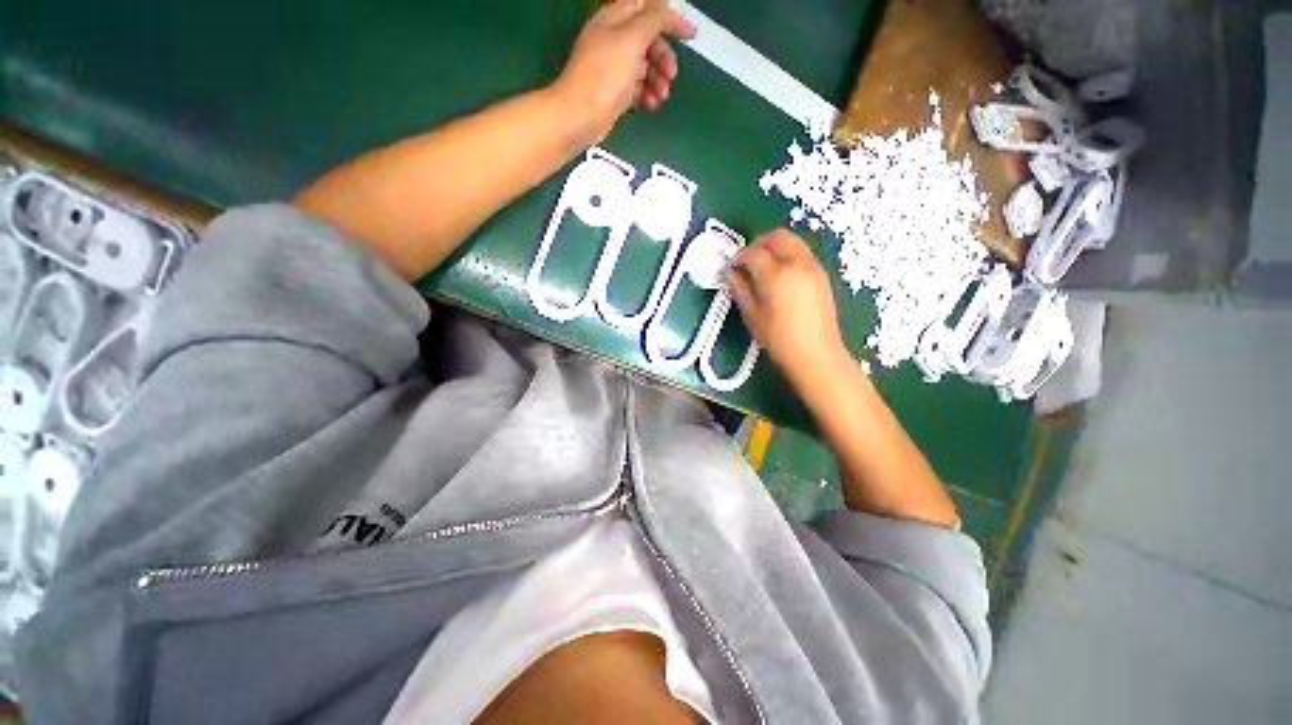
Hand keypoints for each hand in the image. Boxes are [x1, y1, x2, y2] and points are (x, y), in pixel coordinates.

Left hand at [552, 0, 695, 141]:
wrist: (581, 116)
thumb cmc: (605, 75)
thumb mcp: (632, 39)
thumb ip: (654, 20)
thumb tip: (668, 10)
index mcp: (614, 20)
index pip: (647, 8)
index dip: (669, 19)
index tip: (689, 35)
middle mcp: (613, 40)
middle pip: (647, 40)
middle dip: (663, 56)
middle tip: (671, 75)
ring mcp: (612, 68)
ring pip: (644, 67)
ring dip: (658, 80)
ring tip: (661, 96)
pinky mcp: (614, 93)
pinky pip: (637, 88)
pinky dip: (647, 95)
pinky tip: (651, 104)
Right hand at [726, 230, 851, 384]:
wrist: (816, 354)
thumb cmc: (779, 339)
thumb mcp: (752, 316)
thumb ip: (740, 289)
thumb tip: (730, 273)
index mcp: (776, 275)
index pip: (752, 252)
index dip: (738, 258)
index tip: (732, 268)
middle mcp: (796, 263)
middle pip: (776, 236)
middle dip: (758, 243)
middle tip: (747, 261)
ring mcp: (813, 266)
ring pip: (792, 241)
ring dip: (774, 247)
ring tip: (763, 267)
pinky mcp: (822, 274)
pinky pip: (802, 252)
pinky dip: (788, 254)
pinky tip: (780, 276)